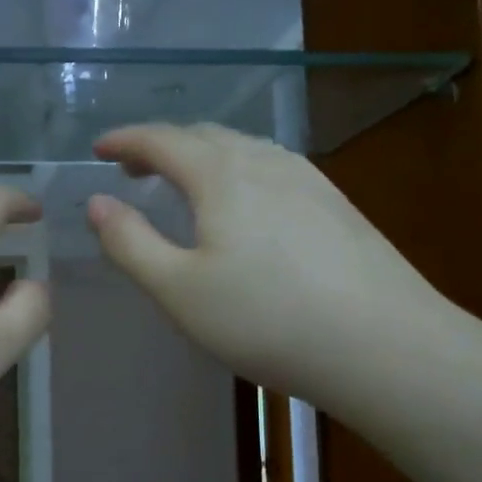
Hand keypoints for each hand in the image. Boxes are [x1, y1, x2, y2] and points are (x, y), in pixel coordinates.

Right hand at [87, 123, 450, 401]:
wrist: (384, 345)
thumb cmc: (265, 319)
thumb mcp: (178, 290)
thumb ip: (130, 243)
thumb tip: (96, 203)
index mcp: (220, 175)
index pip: (161, 140)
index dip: (125, 140)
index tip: (99, 149)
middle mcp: (265, 162)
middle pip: (203, 136)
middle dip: (161, 145)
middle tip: (133, 169)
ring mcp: (308, 179)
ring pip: (243, 149)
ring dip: (202, 155)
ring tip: (183, 182)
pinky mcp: (336, 204)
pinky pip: (272, 167)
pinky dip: (238, 170)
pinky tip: (245, 203)